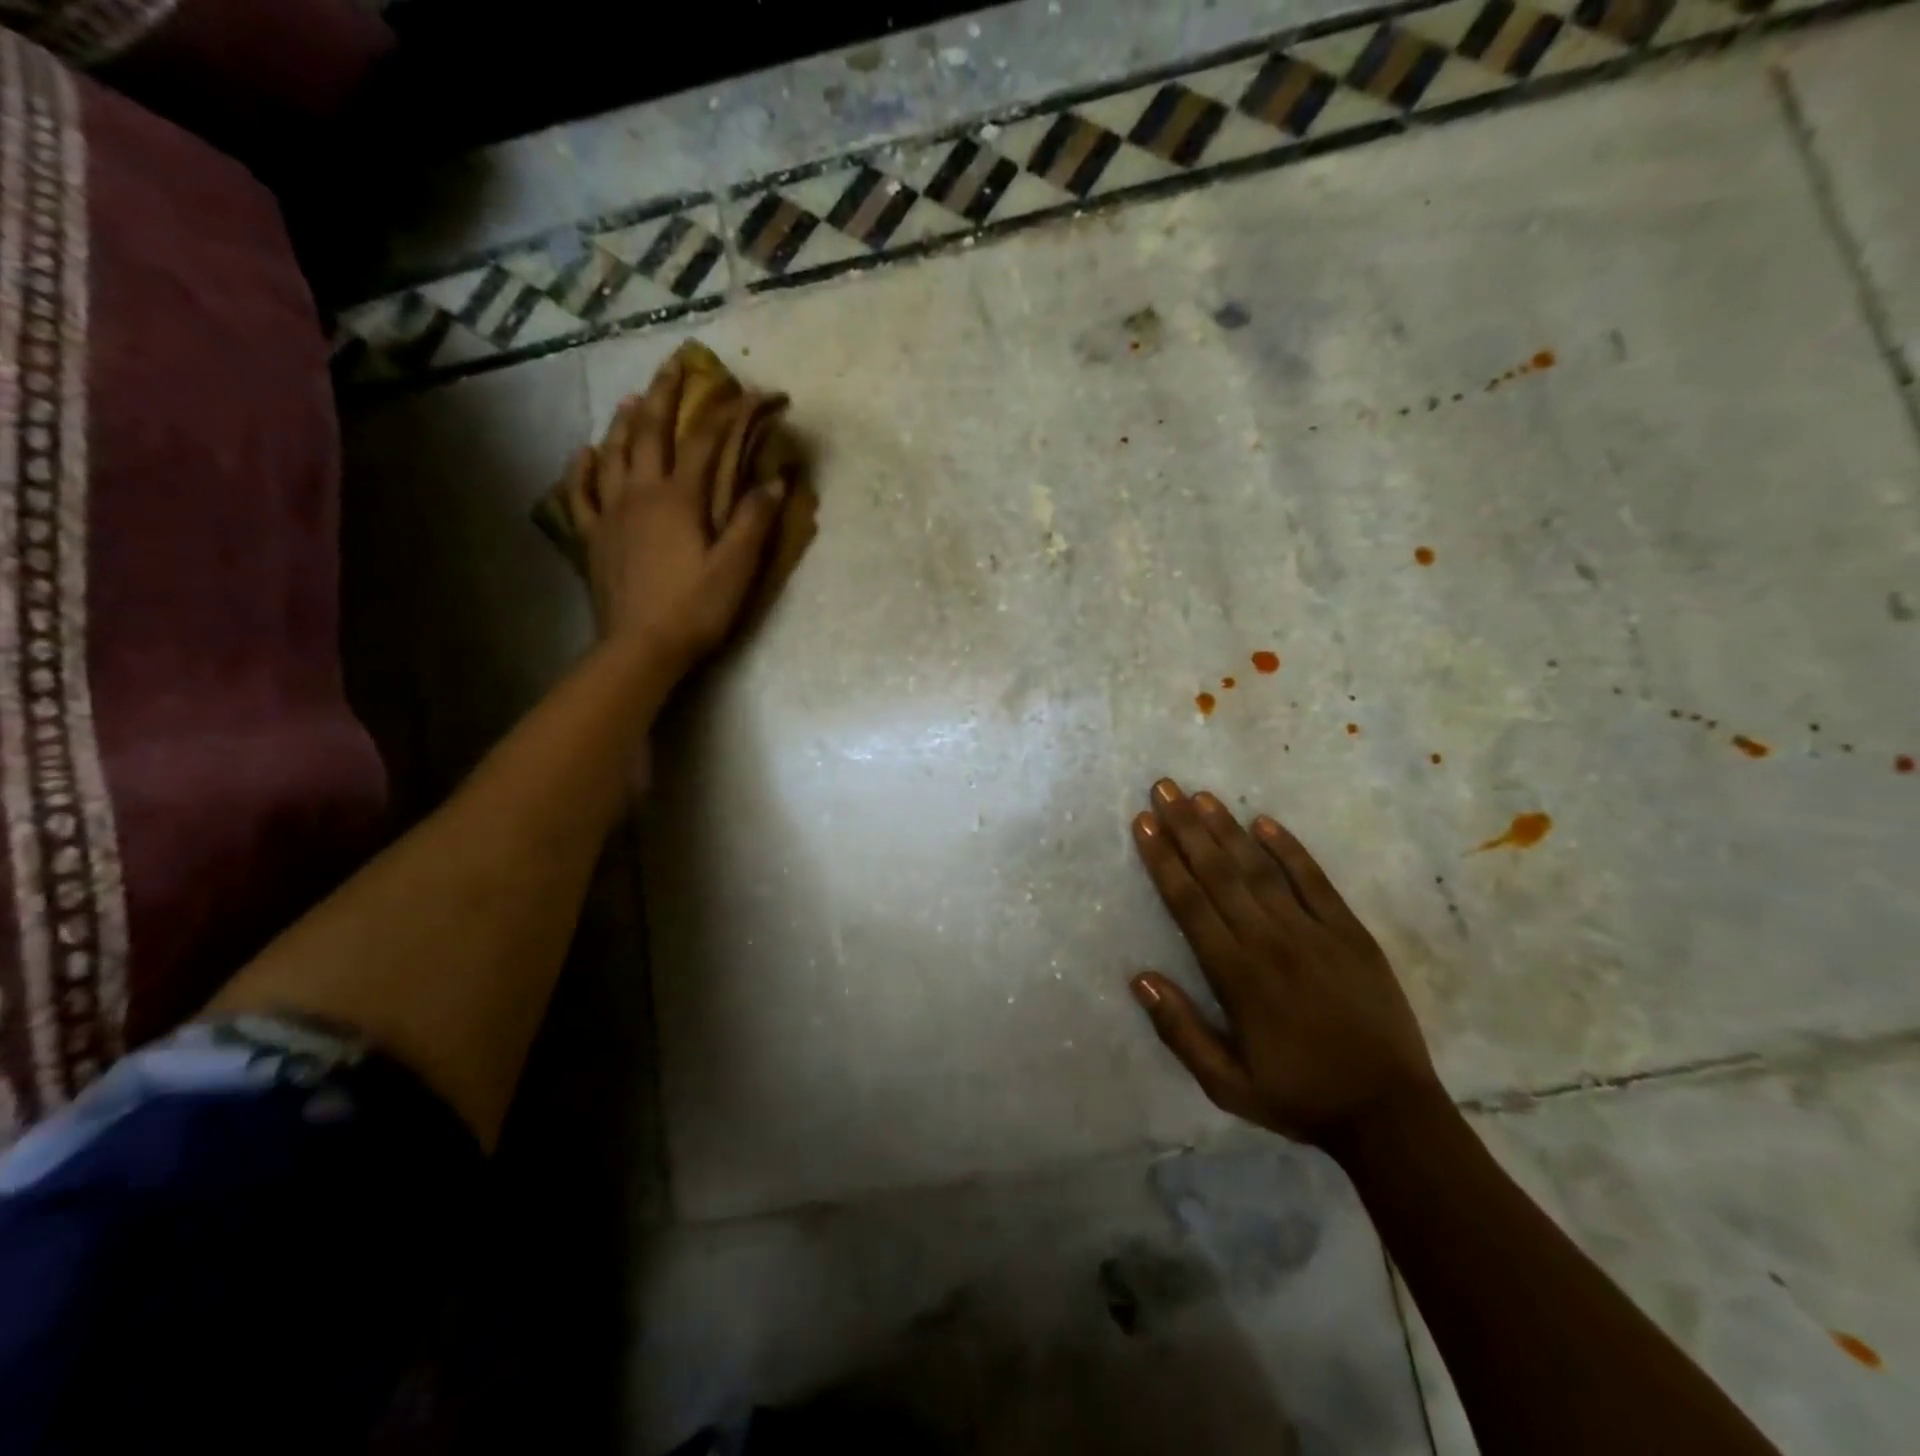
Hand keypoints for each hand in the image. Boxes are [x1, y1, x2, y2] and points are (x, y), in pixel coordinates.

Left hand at [559, 359, 787, 672]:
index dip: (731, 413)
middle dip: (665, 394)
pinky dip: (583, 468)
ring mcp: (610, 513)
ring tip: (633, 398)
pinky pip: (580, 493)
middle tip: (675, 366)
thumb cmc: (695, 609)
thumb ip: (754, 520)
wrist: (640, 648)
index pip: (706, 441)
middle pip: (650, 431)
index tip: (755, 393)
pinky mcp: (593, 538)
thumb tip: (777, 478)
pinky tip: (585, 453)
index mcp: (679, 498)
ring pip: (613, 453)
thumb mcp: (736, 568)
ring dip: (624, 421)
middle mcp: (640, 493)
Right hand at [1129, 779, 1442, 1148]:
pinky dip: (1289, 849)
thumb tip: (1139, 979)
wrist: (1391, 1114)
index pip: (1189, 903)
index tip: (1144, 823)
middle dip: (1186, 828)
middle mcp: (1270, 942)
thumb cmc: (1300, 1097)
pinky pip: (1315, 881)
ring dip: (1227, 829)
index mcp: (1237, 975)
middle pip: (1220, 873)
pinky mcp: (1350, 933)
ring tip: (1200, 795)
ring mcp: (1314, 933)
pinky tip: (1265, 822)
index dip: (1163, 860)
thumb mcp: (1226, 1084)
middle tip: (1164, 788)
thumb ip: (1180, 1031)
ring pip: (1260, 869)